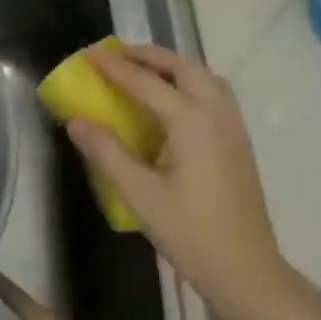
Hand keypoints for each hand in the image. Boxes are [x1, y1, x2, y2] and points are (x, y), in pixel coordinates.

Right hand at [66, 43, 293, 319]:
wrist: (244, 266)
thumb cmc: (188, 231)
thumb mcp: (138, 193)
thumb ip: (106, 151)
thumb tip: (76, 119)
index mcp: (190, 120)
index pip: (145, 81)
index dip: (114, 67)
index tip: (89, 53)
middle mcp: (216, 112)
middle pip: (182, 66)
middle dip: (148, 55)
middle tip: (116, 56)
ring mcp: (233, 125)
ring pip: (204, 76)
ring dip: (172, 66)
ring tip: (143, 71)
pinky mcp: (238, 140)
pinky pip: (214, 93)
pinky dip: (189, 82)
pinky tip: (172, 102)